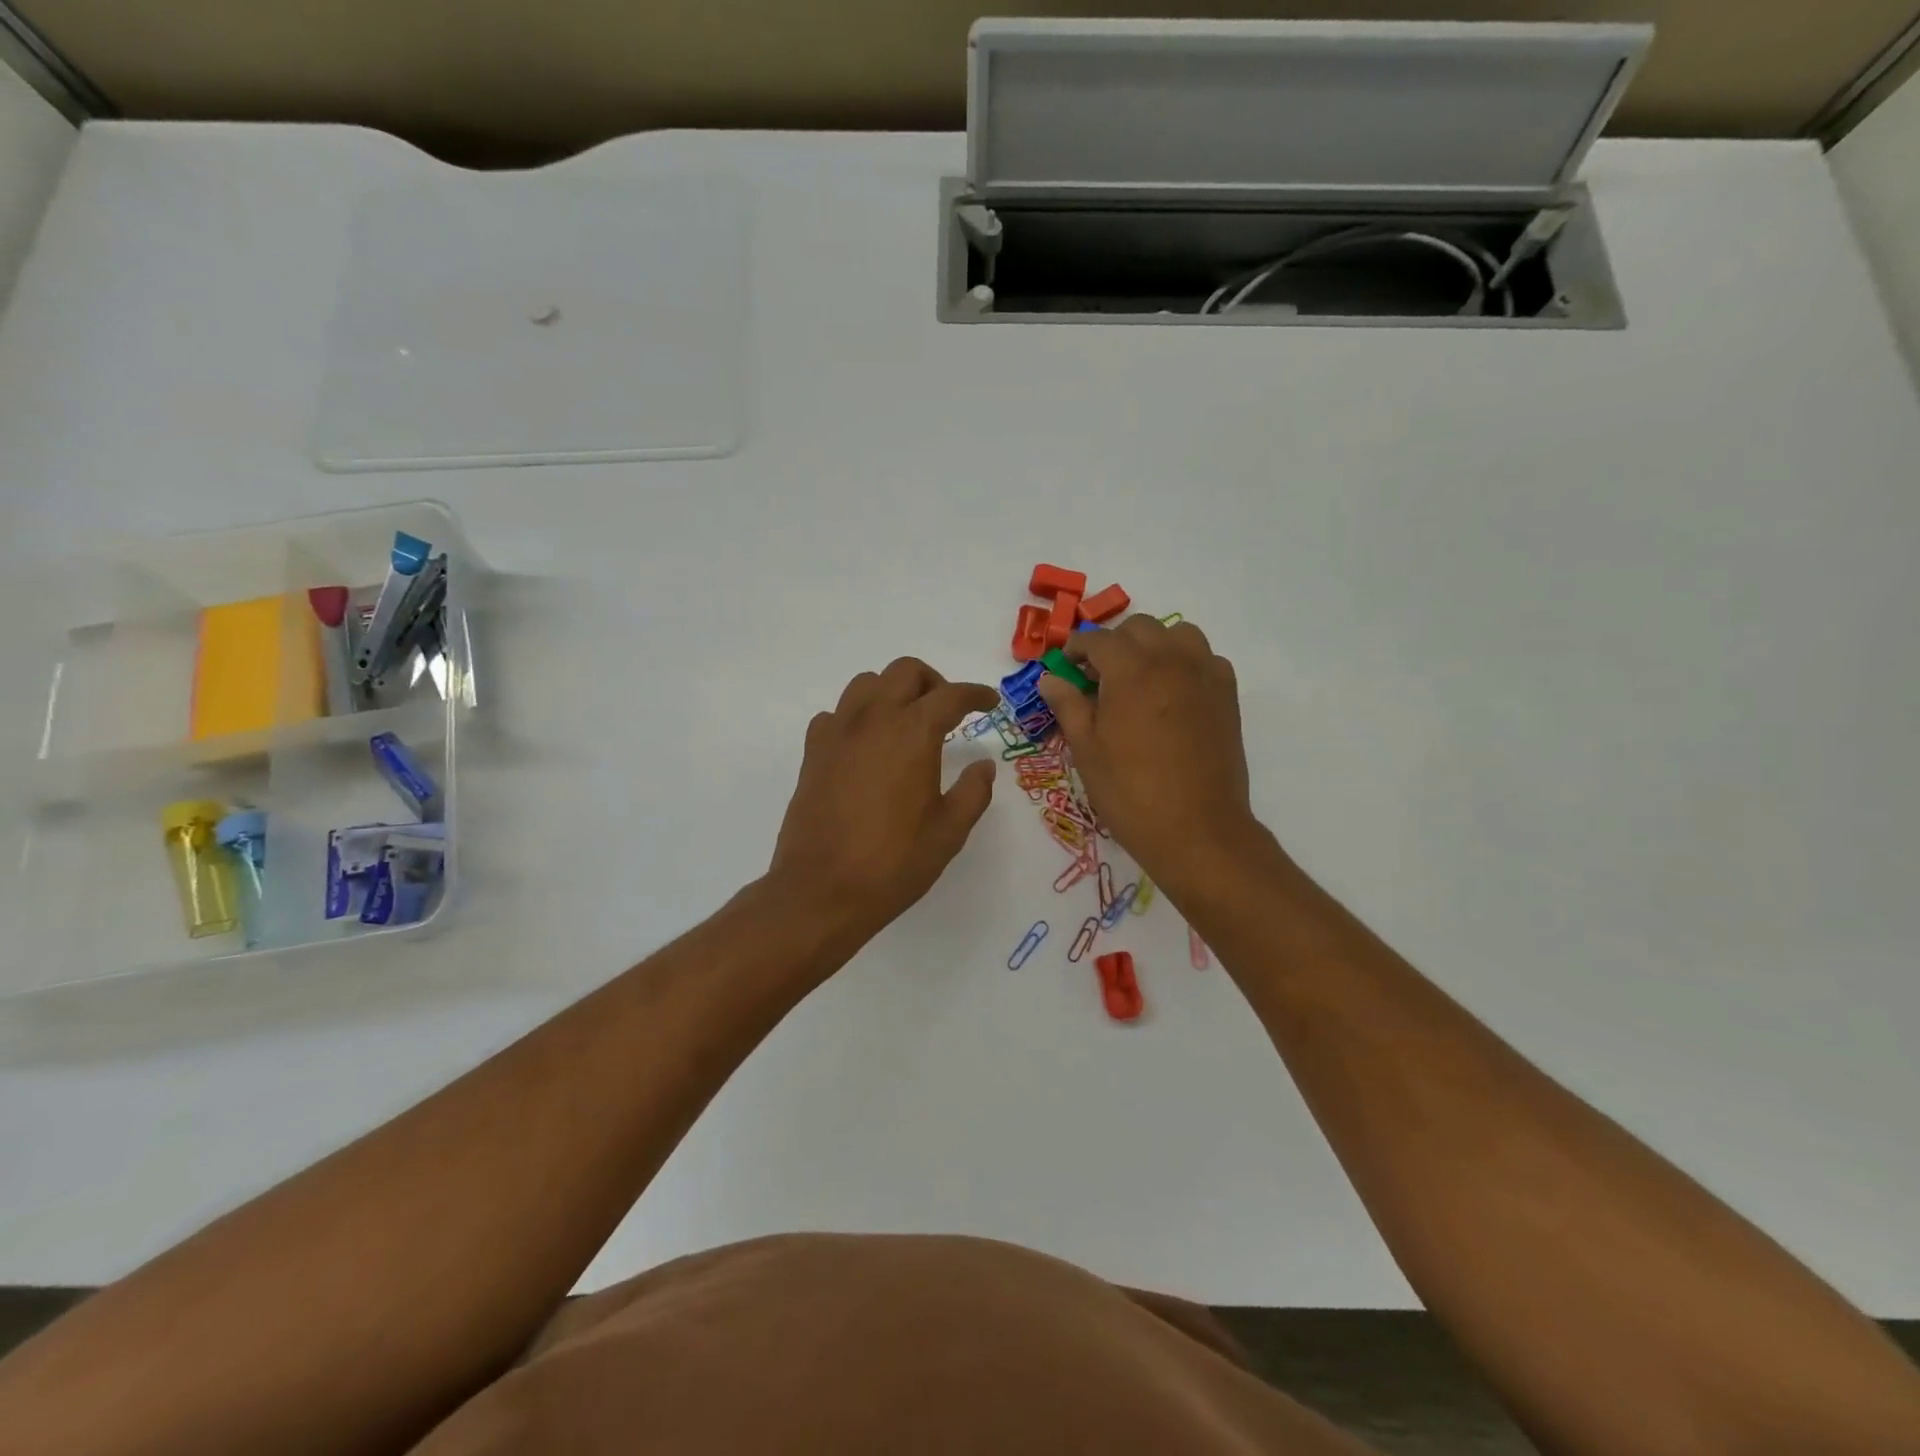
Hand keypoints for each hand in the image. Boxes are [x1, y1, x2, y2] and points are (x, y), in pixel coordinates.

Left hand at [769, 658, 999, 941]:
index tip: (989, 703)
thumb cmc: (893, 863)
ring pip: (866, 684)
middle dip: (933, 682)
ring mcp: (837, 733)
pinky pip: (836, 714)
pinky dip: (857, 717)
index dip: (975, 694)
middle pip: (904, 671)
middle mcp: (873, 720)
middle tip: (948, 712)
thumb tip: (983, 766)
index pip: (950, 695)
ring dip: (892, 691)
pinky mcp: (813, 752)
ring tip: (906, 723)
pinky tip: (866, 746)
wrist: (821, 891)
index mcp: (912, 733)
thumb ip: (973, 791)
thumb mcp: (949, 832)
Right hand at [1036, 615, 1263, 900]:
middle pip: (1139, 628)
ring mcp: (1205, 675)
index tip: (1065, 664)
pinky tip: (1172, 694)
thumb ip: (1068, 705)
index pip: (1098, 639)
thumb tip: (1050, 679)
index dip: (1076, 648)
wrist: (1197, 829)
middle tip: (1098, 675)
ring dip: (1153, 645)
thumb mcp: (1086, 750)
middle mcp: (1171, 660)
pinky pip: (1205, 659)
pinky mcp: (1227, 695)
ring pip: (1178, 634)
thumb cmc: (1130, 792)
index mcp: (1131, 670)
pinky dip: (1185, 663)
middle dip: (1114, 643)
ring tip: (1138, 678)